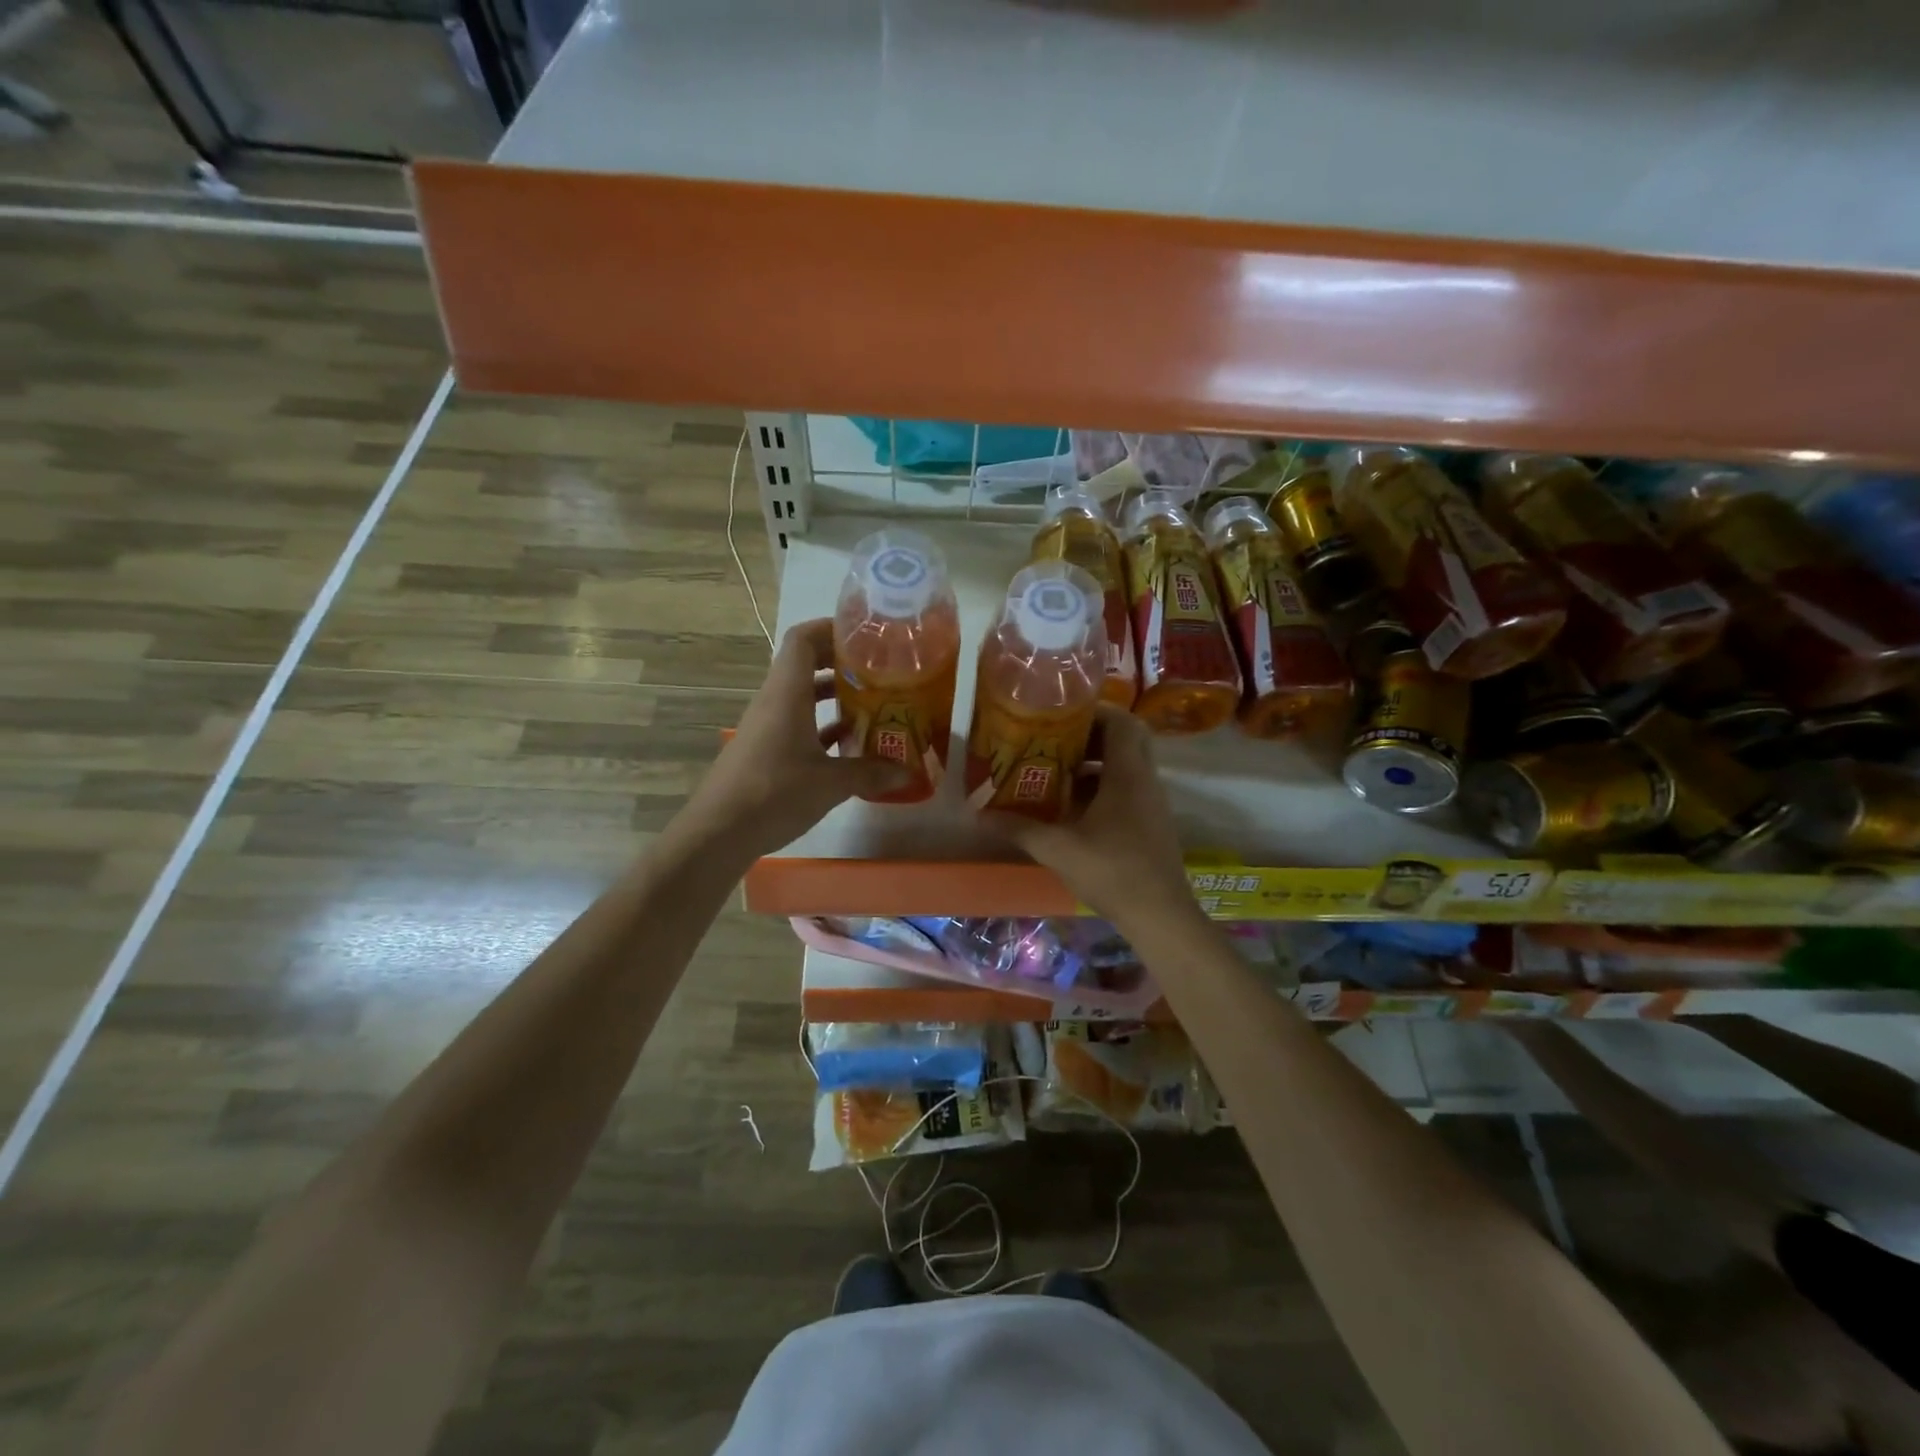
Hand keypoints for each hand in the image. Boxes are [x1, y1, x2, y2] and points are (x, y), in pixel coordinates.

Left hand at [682, 619, 907, 860]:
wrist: (718, 832)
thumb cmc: (774, 793)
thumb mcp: (831, 783)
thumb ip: (871, 772)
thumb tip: (909, 771)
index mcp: (787, 693)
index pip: (803, 639)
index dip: (831, 629)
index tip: (866, 637)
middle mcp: (774, 701)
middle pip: (804, 664)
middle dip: (840, 662)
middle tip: (878, 670)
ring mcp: (767, 726)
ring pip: (802, 696)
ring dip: (833, 695)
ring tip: (871, 704)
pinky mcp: (765, 750)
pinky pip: (797, 724)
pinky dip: (822, 726)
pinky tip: (849, 744)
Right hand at [988, 704, 1193, 929]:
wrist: (1160, 915)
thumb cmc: (1112, 872)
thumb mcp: (1058, 849)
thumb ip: (1020, 828)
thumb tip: (980, 815)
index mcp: (1128, 774)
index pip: (1121, 721)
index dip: (1093, 711)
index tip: (1061, 716)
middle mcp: (1145, 780)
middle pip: (1126, 738)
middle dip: (1091, 735)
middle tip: (1056, 741)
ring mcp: (1152, 802)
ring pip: (1127, 765)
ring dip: (1095, 763)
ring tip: (1057, 771)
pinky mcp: (1152, 822)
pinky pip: (1129, 787)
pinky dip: (1103, 787)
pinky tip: (1073, 807)